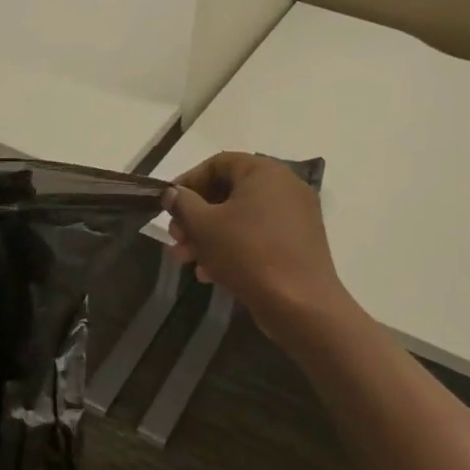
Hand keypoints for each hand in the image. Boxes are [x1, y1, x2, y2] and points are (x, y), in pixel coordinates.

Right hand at [167, 153, 350, 334]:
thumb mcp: (204, 225)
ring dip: (208, 236)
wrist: (301, 306)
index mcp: (265, 172)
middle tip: (175, 238)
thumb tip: (173, 194)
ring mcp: (295, 217)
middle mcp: (284, 187)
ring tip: (186, 260)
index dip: (188, 181)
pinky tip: (210, 274)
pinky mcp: (298, 245)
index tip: (168, 204)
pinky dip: (232, 249)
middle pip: (228, 192)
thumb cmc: (248, 254)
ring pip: (240, 218)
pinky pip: (257, 237)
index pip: (218, 163)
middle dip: (195, 216)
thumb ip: (182, 203)